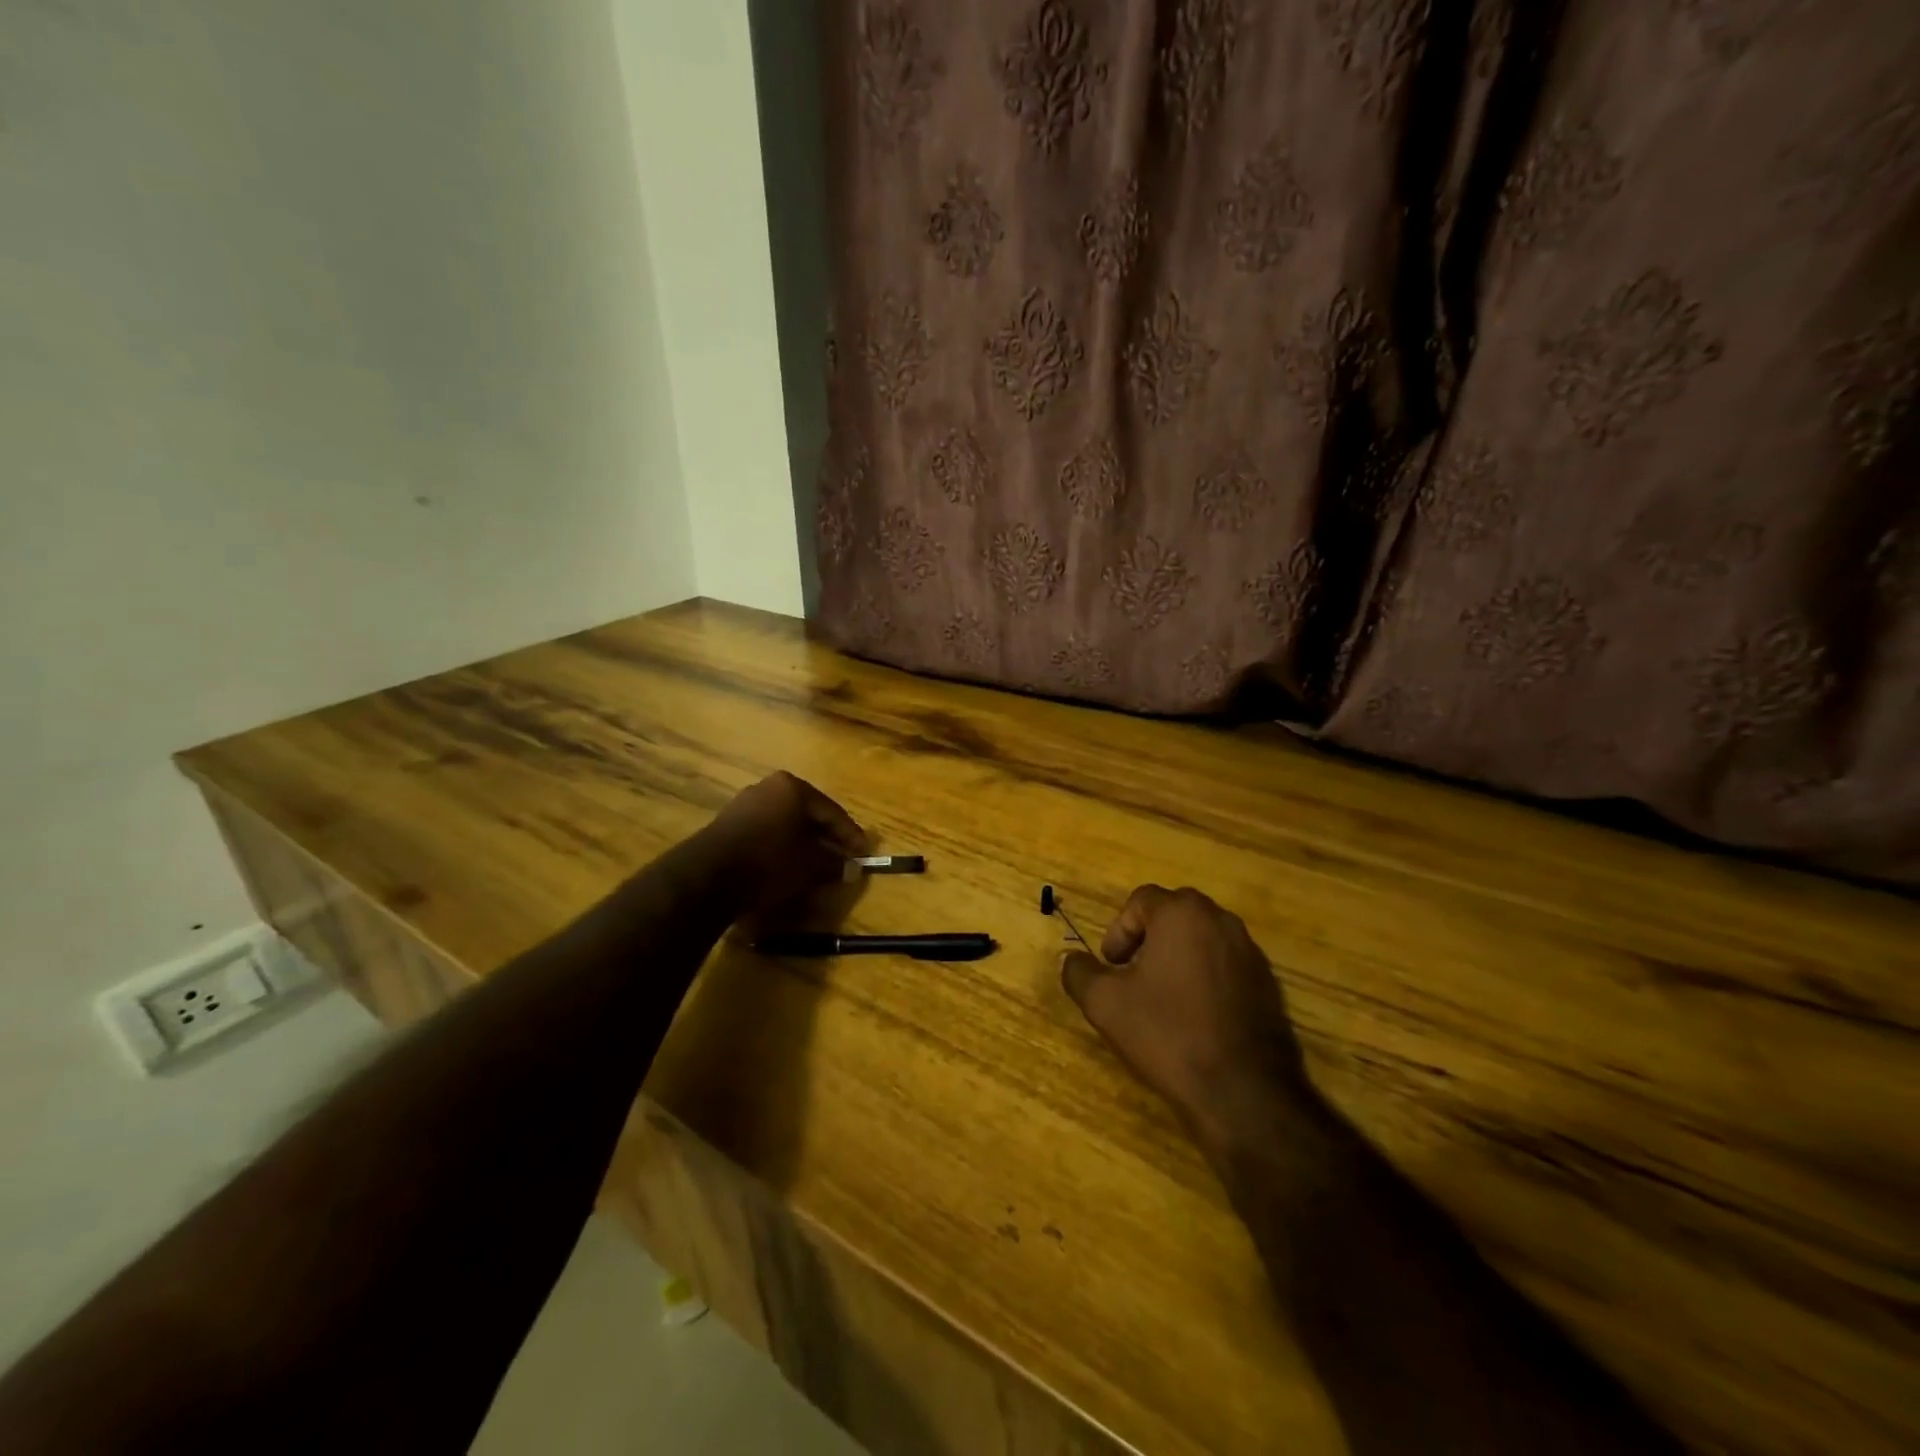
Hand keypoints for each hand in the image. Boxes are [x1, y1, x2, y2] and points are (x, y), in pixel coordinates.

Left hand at [700, 772, 865, 920]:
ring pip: (786, 823)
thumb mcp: (809, 864)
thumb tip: (851, 868)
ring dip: (803, 842)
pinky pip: (766, 831)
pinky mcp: (728, 823)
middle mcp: (769, 787)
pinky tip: (787, 864)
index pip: (832, 812)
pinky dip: (781, 846)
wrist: (707, 876)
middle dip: (826, 837)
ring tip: (817, 864)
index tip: (864, 853)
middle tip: (843, 857)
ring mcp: (745, 802)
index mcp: (793, 787)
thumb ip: (833, 863)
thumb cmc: (769, 861)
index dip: (851, 835)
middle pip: (808, 814)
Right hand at [1063, 886, 1312, 1146]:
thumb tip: (1071, 960)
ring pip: (1202, 940)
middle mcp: (1221, 921)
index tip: (1111, 966)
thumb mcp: (1105, 1003)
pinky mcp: (1268, 984)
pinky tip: (1194, 1018)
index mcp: (1183, 914)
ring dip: (1177, 957)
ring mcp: (1251, 953)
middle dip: (1147, 939)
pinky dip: (1205, 978)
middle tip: (1131, 975)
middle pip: (1174, 915)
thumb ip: (1080, 972)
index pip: (1141, 900)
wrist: (1243, 1092)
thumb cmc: (1168, 1033)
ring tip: (1161, 998)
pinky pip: (1225, 966)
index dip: (1118, 931)